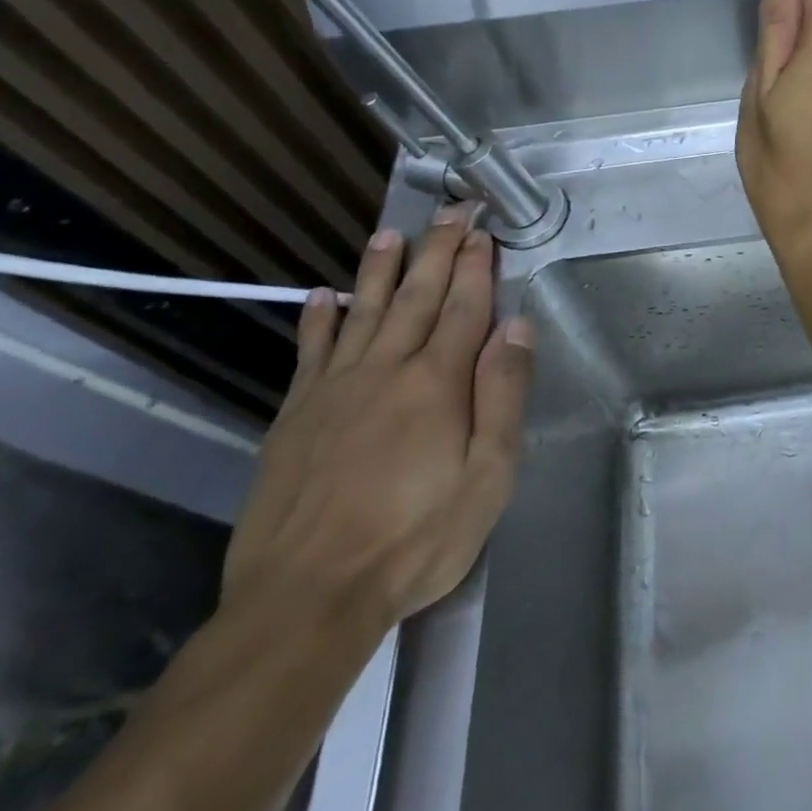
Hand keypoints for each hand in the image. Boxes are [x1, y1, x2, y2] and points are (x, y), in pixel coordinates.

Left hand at [223, 206, 531, 630]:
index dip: (477, 267)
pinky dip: (318, 320)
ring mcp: (334, 390)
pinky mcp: (295, 416)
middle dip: (437, 250)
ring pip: (363, 312)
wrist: (306, 598)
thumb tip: (516, 326)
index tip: (483, 232)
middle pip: (417, 297)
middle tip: (449, 212)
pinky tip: (323, 297)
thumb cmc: (415, 539)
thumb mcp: (487, 476)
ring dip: (380, 270)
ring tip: (391, 234)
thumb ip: (502, 395)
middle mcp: (386, 370)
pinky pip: (309, 353)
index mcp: (437, 383)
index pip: (464, 308)